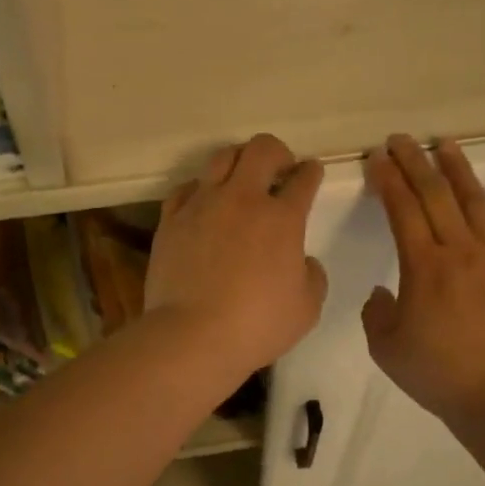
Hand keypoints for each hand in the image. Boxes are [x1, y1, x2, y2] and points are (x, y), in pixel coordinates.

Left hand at [147, 134, 328, 373]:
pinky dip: (200, 189)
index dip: (311, 172)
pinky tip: (203, 203)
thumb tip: (303, 261)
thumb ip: (312, 277)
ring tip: (240, 179)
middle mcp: (243, 199)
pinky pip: (186, 188)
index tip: (311, 173)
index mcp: (283, 218)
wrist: (192, 336)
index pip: (304, 179)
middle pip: (262, 149)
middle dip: (277, 152)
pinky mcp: (171, 219)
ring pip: (221, 157)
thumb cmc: (257, 325)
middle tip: (279, 170)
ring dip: (238, 160)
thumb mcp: (306, 308)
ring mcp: (203, 205)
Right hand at [363, 136, 484, 421]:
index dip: (388, 179)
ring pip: (476, 201)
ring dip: (458, 169)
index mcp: (423, 266)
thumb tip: (385, 292)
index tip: (377, 158)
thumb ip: (377, 312)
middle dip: (415, 161)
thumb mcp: (385, 346)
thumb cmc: (436, 372)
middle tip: (401, 139)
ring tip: (444, 145)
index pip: (402, 208)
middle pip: (436, 193)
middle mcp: (461, 250)